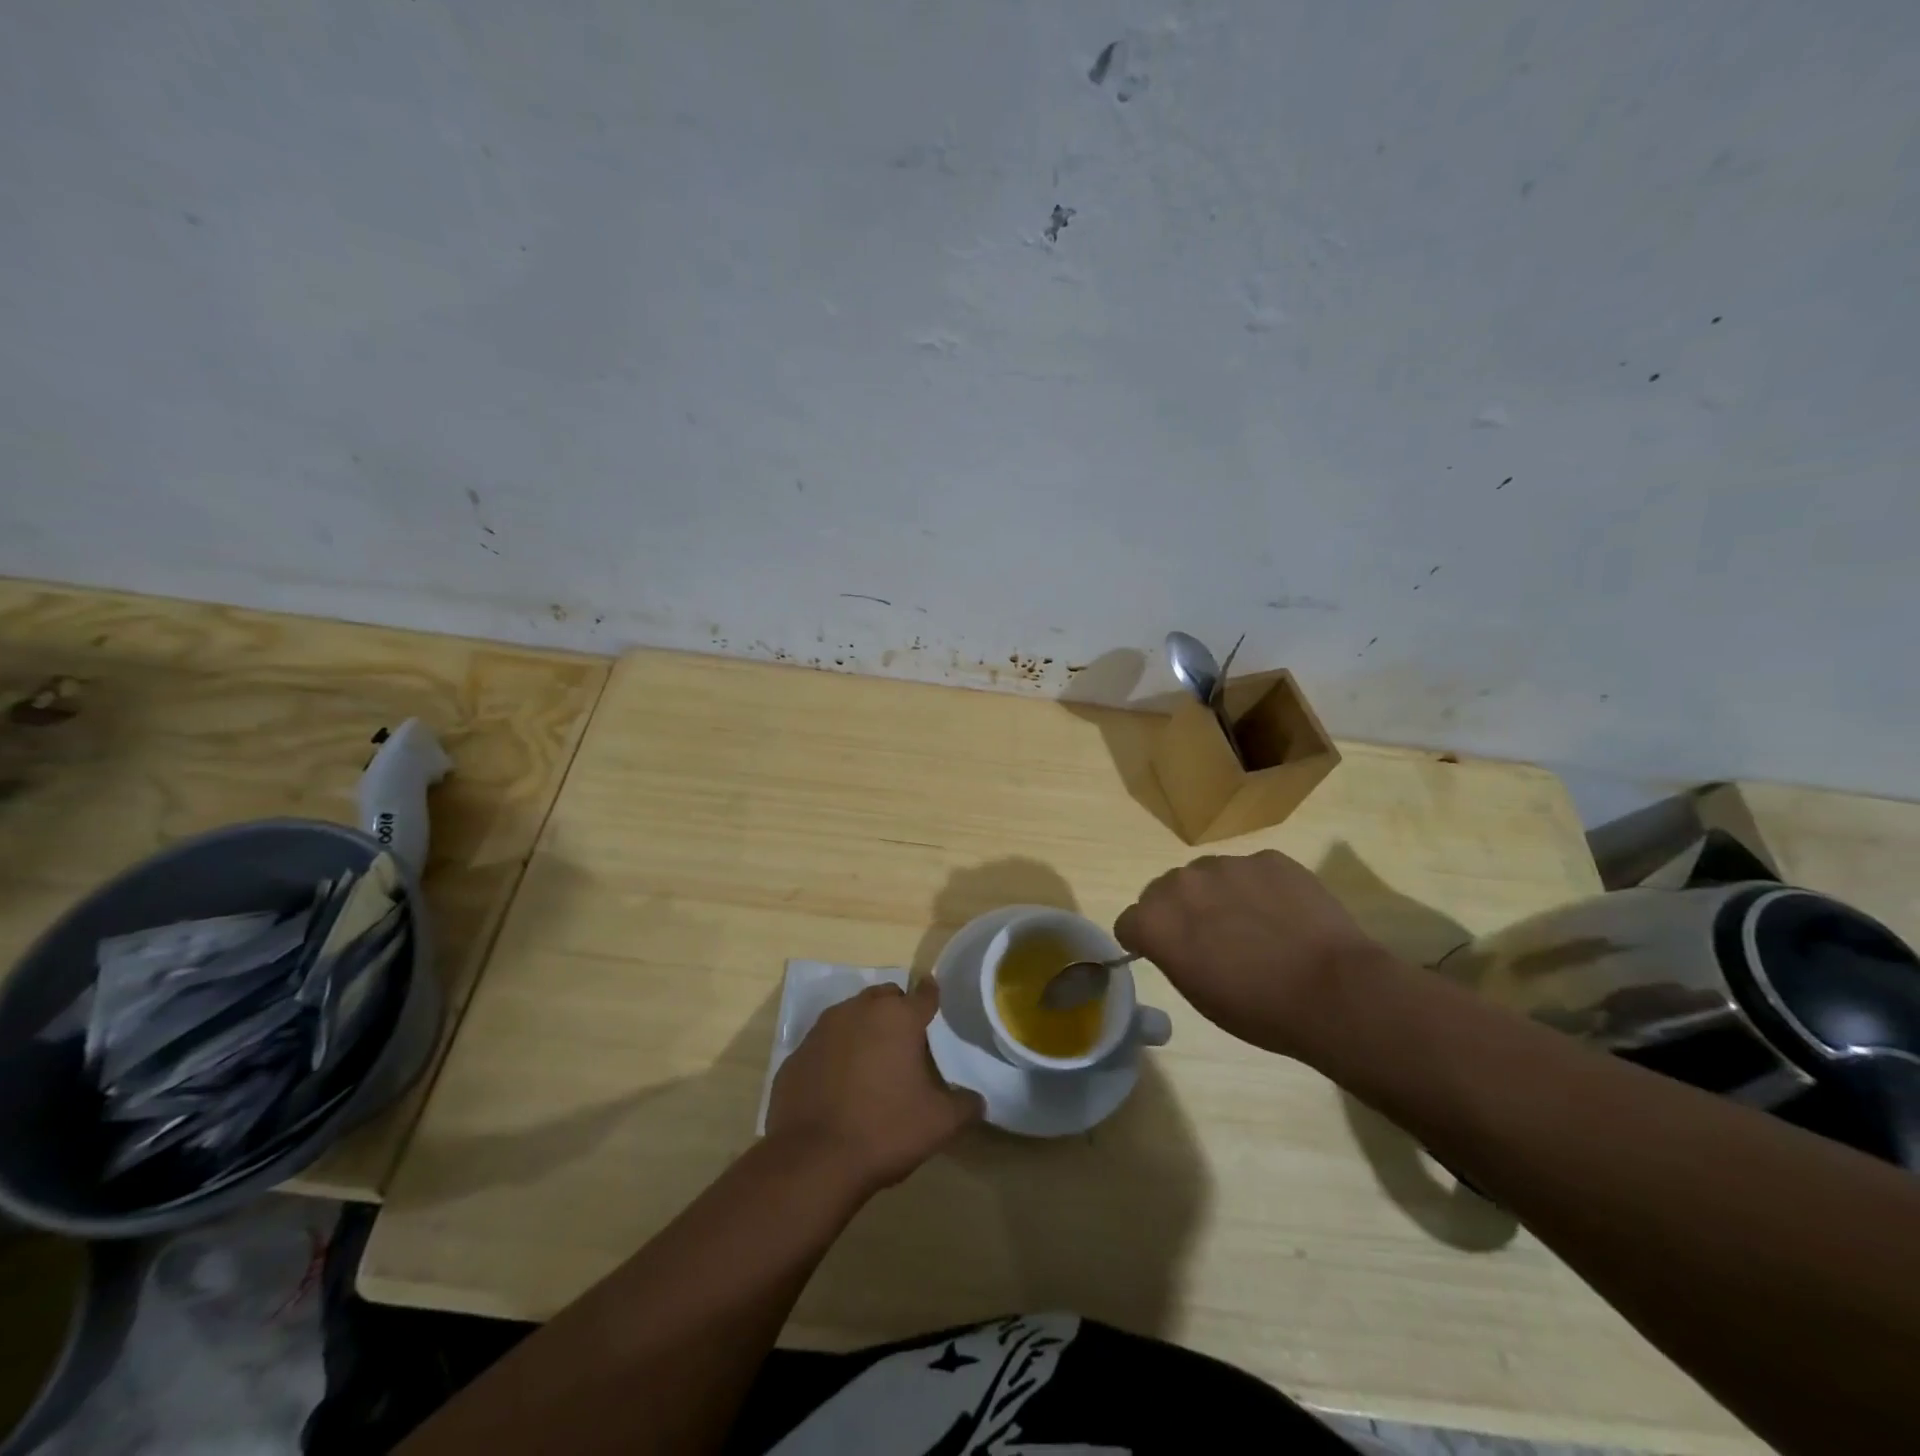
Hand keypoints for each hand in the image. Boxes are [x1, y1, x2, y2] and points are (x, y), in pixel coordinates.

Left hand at [766, 980, 981, 1195]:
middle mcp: (859, 1011)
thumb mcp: (939, 1124)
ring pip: (850, 1015)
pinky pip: (823, 1044)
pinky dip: (834, 1055)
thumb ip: (964, 1105)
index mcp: (898, 1018)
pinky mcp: (796, 1054)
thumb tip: (977, 1100)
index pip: (924, 994)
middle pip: (884, 997)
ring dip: (863, 1029)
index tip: (934, 1000)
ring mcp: (822, 1030)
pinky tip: (838, 1085)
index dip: (932, 997)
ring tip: (871, 1062)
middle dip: (896, 1011)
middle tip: (905, 1041)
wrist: (812, 1160)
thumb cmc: (884, 1130)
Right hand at [1115, 849, 1389, 1058]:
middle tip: (1211, 939)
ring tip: (1253, 924)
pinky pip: (1251, 870)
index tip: (1164, 953)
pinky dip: (1258, 888)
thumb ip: (1173, 953)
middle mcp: (1182, 882)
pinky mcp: (1268, 858)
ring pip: (1208, 875)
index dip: (1144, 939)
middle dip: (1180, 910)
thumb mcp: (1197, 992)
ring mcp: (1227, 864)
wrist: (1333, 991)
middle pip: (1165, 890)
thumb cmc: (1259, 1009)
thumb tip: (1174, 939)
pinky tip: (1284, 915)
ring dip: (1217, 895)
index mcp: (1156, 920)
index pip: (1129, 921)